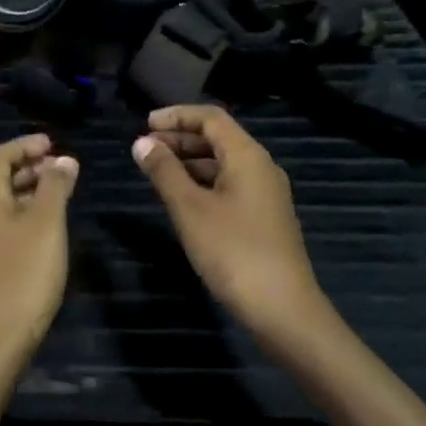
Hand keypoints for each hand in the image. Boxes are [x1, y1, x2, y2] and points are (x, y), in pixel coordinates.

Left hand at [0, 134, 78, 361]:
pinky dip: (22, 216)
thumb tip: (63, 160)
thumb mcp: (47, 224)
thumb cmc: (23, 274)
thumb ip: (55, 187)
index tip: (53, 144)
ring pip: (0, 205)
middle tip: (60, 168)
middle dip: (29, 169)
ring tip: (59, 195)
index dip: (26, 145)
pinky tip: (44, 231)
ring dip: (27, 193)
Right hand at [133, 106, 325, 340]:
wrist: (283, 310)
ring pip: (223, 163)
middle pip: (218, 138)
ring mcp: (265, 194)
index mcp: (247, 156)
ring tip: (156, 172)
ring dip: (190, 161)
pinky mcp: (264, 218)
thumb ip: (164, 171)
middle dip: (180, 138)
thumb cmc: (233, 251)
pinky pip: (229, 185)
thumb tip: (142, 143)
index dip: (176, 116)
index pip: (211, 117)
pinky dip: (202, 182)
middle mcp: (261, 167)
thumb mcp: (189, 208)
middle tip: (145, 149)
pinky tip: (182, 199)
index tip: (144, 124)